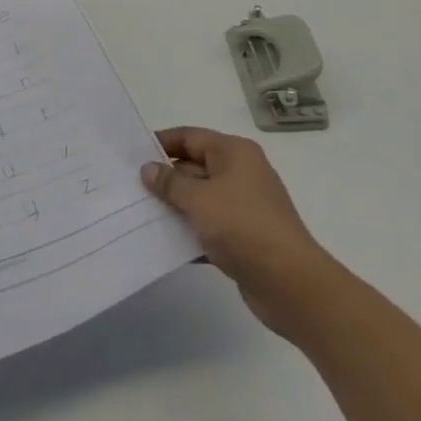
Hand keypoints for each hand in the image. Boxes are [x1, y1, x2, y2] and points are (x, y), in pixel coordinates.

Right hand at [141, 127, 334, 336]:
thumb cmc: (243, 227)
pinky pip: (209, 226)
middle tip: (130, 188)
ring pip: (201, 199)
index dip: (162, 143)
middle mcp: (241, 173)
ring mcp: (244, 206)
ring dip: (175, 207)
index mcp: (234, 153)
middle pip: (195, 166)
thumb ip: (171, 183)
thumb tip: (149, 168)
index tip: (132, 154)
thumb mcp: (200, 199)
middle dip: (165, 178)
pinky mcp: (244, 237)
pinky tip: (165, 244)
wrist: (290, 283)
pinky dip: (190, 232)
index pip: (191, 137)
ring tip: (140, 215)